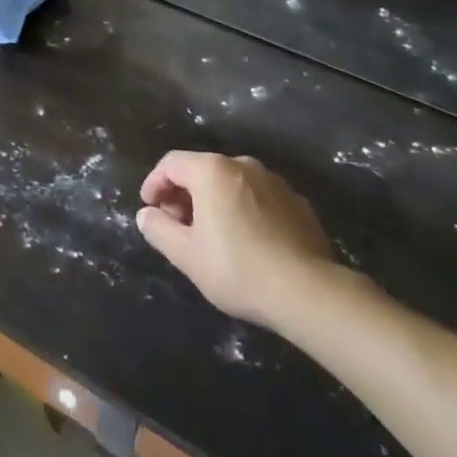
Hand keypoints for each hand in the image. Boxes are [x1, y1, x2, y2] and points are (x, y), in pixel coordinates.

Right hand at [136, 151, 339, 328]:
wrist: (308, 292)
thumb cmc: (237, 268)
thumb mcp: (186, 254)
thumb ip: (158, 229)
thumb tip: (147, 215)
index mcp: (212, 170)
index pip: (171, 163)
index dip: (154, 183)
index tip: (150, 209)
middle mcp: (243, 164)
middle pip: (203, 170)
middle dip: (184, 194)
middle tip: (178, 225)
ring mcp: (275, 182)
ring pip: (232, 184)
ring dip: (215, 202)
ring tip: (212, 235)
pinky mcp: (298, 203)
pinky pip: (259, 199)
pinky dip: (244, 211)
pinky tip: (247, 242)